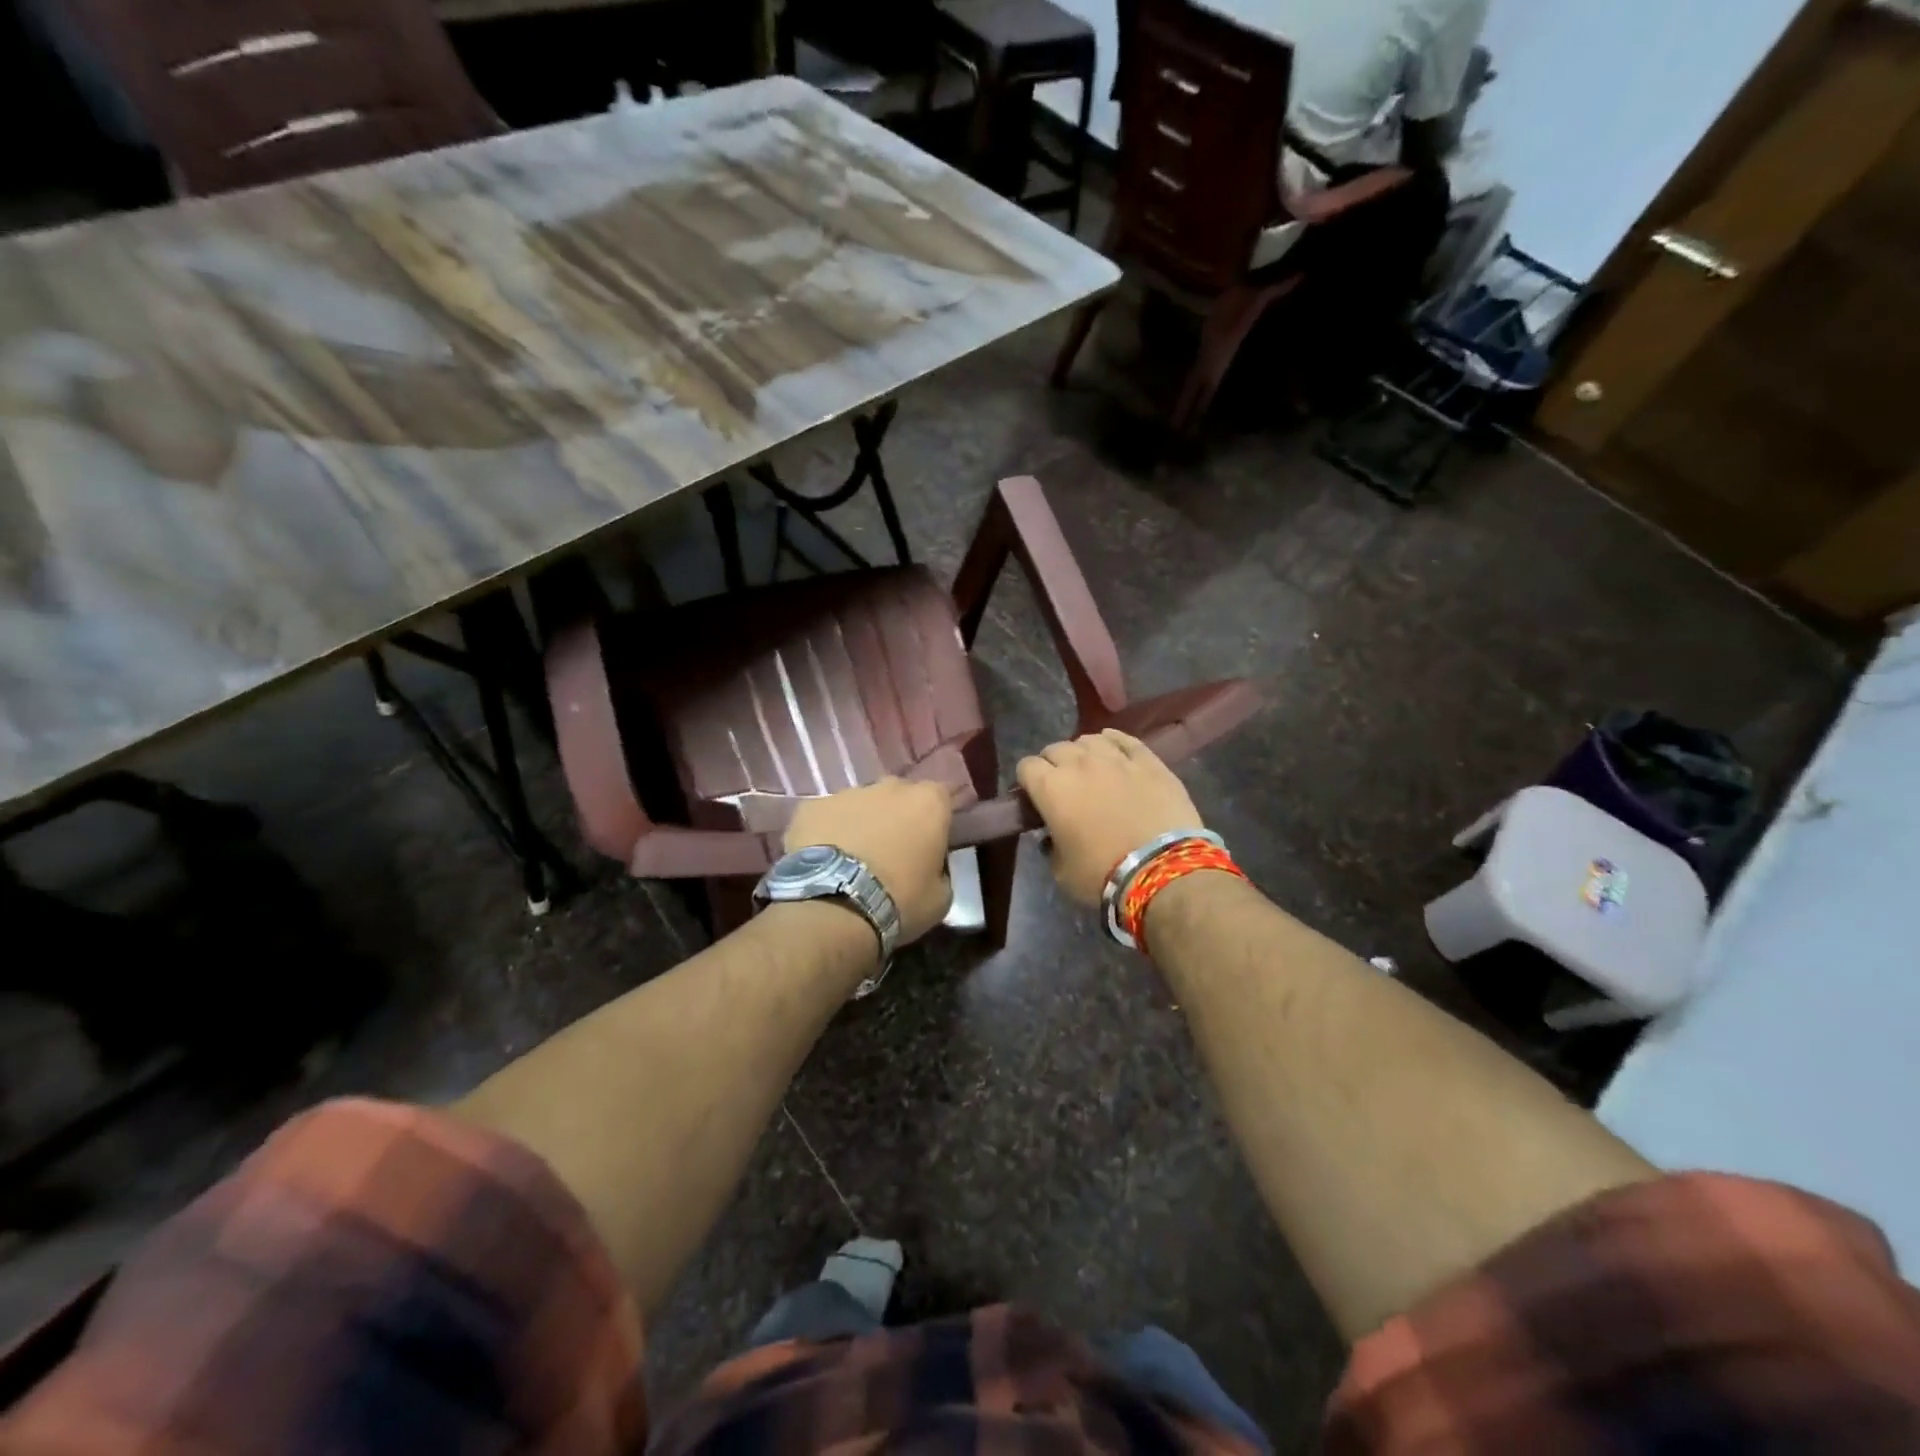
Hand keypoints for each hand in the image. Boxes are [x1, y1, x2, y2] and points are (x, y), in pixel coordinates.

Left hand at [786, 778, 953, 943]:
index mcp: (928, 802)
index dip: (935, 819)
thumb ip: (941, 871)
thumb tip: (931, 869)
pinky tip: (824, 861)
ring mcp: (847, 793)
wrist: (836, 906)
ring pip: (860, 804)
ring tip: (853, 860)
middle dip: (897, 817)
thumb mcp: (940, 897)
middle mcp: (890, 787)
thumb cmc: (900, 900)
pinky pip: (825, 817)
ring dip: (861, 824)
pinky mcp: (811, 807)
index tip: (929, 843)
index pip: (941, 797)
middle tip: (892, 852)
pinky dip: (827, 833)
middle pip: (898, 796)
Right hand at [1015, 730, 1203, 905]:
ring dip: (1082, 753)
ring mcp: (1115, 758)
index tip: (1034, 798)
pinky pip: (1124, 739)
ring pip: (1089, 740)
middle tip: (1063, 788)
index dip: (1027, 781)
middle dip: (1053, 765)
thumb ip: (1051, 845)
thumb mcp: (1061, 870)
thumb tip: (1053, 836)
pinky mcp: (1148, 760)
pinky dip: (1113, 743)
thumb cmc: (1102, 875)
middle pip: (1055, 749)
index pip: (1026, 767)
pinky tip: (1115, 753)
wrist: (1162, 870)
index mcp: (1051, 788)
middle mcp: (1078, 763)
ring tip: (1090, 770)